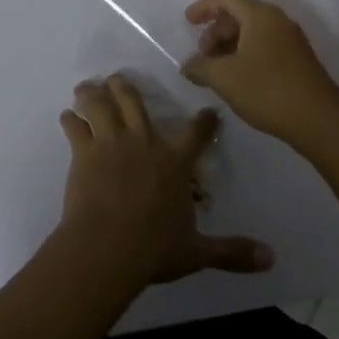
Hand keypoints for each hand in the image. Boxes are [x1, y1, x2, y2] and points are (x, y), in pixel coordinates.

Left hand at [58, 75, 274, 285]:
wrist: (107, 247)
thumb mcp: (197, 252)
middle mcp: (144, 142)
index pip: (195, 133)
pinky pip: (76, 127)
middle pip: (135, 102)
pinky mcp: (85, 151)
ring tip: (86, 87)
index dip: (204, 121)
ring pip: (102, 105)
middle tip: (118, 78)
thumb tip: (271, 260)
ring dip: (93, 93)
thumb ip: (231, 252)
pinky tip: (66, 116)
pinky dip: (71, 120)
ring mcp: (112, 143)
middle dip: (126, 87)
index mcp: (175, 162)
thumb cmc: (154, 248)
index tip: (208, 111)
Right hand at [181, 0, 338, 141]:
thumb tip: (187, 66)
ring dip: (230, 45)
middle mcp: (278, 21)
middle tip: (202, 55)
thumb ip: (200, 67)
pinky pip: (264, 46)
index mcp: (261, 15)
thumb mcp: (224, 78)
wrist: (318, 118)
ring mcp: (291, 40)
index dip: (204, 7)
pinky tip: (236, 78)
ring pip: (252, 32)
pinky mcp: (298, 60)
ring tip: (216, 69)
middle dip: (216, 31)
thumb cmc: (266, 89)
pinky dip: (245, 54)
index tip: (187, 21)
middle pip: (240, 15)